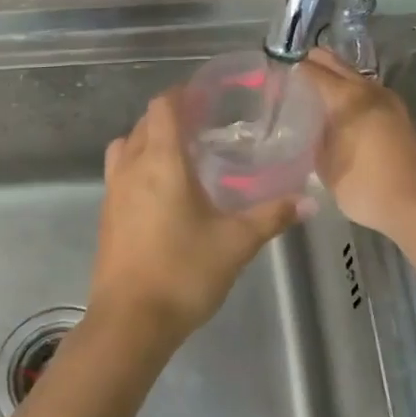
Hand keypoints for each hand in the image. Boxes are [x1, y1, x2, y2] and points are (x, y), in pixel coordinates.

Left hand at [88, 89, 304, 347]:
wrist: (130, 322)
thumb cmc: (184, 272)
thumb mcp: (236, 243)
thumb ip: (272, 216)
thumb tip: (309, 201)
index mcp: (161, 162)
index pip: (163, 106)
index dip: (183, 94)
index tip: (208, 97)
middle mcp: (131, 168)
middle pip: (144, 123)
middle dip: (171, 117)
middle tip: (205, 126)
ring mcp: (113, 192)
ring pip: (126, 146)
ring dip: (150, 140)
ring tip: (183, 156)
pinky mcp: (106, 216)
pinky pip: (120, 173)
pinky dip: (139, 166)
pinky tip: (165, 193)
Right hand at [298, 50, 415, 240]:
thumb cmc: (366, 187)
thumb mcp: (327, 167)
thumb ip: (316, 139)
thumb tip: (315, 127)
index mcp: (348, 98)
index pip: (313, 70)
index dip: (294, 68)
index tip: (277, 73)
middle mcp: (370, 90)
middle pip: (337, 65)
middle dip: (315, 64)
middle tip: (293, 74)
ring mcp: (391, 101)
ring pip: (356, 78)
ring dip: (337, 80)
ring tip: (316, 94)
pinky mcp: (402, 116)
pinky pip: (370, 95)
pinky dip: (353, 96)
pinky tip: (343, 113)